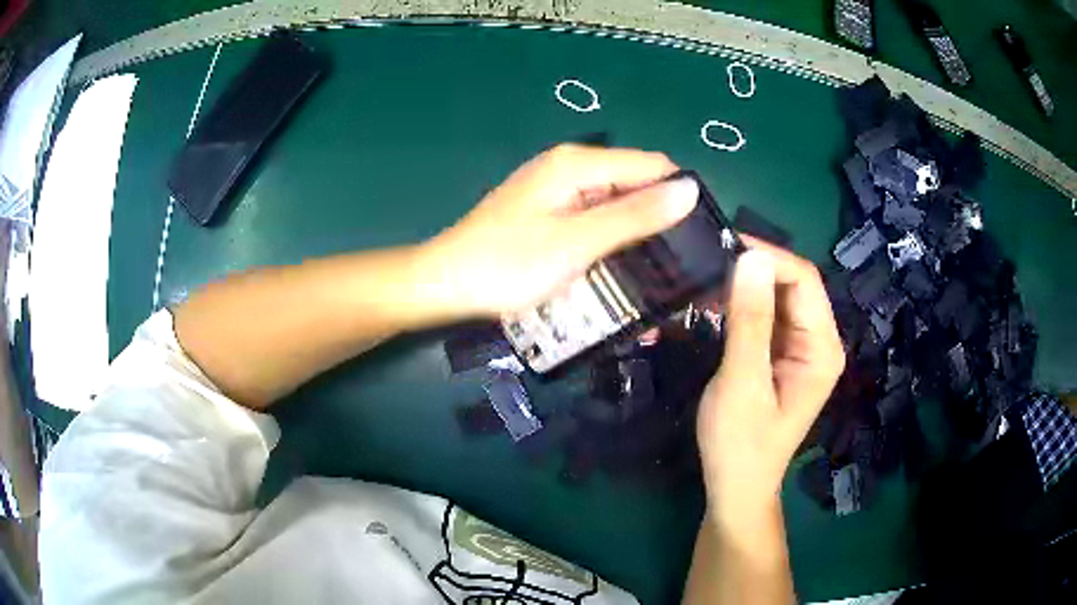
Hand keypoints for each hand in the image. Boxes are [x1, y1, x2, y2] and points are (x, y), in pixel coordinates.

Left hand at [418, 144, 698, 317]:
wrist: (446, 285)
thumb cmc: (507, 265)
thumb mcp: (577, 242)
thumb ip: (635, 215)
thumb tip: (691, 190)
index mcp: (578, 163)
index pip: (653, 166)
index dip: (679, 198)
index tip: (701, 240)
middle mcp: (572, 168)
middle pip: (636, 184)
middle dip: (661, 220)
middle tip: (684, 266)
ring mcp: (560, 191)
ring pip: (618, 205)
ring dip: (639, 236)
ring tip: (663, 275)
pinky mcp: (552, 213)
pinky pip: (596, 220)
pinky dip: (613, 241)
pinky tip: (624, 268)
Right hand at [697, 238, 844, 524]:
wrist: (736, 488)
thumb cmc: (740, 444)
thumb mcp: (742, 383)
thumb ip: (749, 321)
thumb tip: (750, 258)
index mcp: (821, 347)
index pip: (803, 280)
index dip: (767, 257)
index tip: (721, 247)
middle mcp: (819, 341)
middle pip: (793, 284)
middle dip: (754, 269)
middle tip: (707, 264)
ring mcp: (801, 348)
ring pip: (778, 296)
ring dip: (745, 285)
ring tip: (705, 283)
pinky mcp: (783, 355)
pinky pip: (767, 315)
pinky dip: (743, 305)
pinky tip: (716, 305)